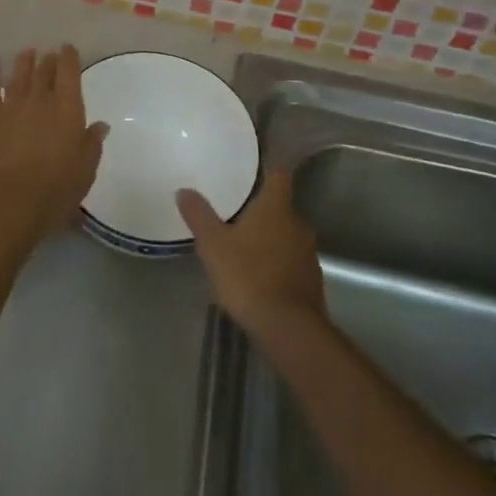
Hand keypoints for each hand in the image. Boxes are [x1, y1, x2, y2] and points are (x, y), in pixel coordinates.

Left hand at [0, 46, 106, 253]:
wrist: (7, 204)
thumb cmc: (54, 190)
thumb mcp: (85, 170)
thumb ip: (92, 143)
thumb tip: (100, 125)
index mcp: (68, 109)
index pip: (70, 73)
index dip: (69, 58)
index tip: (68, 49)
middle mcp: (39, 100)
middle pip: (44, 72)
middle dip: (48, 61)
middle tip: (49, 55)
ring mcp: (10, 106)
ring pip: (18, 76)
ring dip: (24, 62)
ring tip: (27, 53)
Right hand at [177, 168, 324, 344]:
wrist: (289, 329)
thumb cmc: (249, 276)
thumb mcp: (214, 245)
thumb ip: (199, 216)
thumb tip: (184, 190)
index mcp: (276, 208)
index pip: (278, 174)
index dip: (269, 168)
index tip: (255, 166)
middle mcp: (298, 224)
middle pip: (281, 207)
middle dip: (262, 210)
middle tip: (237, 213)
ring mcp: (308, 254)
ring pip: (287, 236)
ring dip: (270, 239)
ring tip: (244, 248)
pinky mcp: (312, 282)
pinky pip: (292, 263)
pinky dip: (277, 265)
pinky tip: (258, 278)